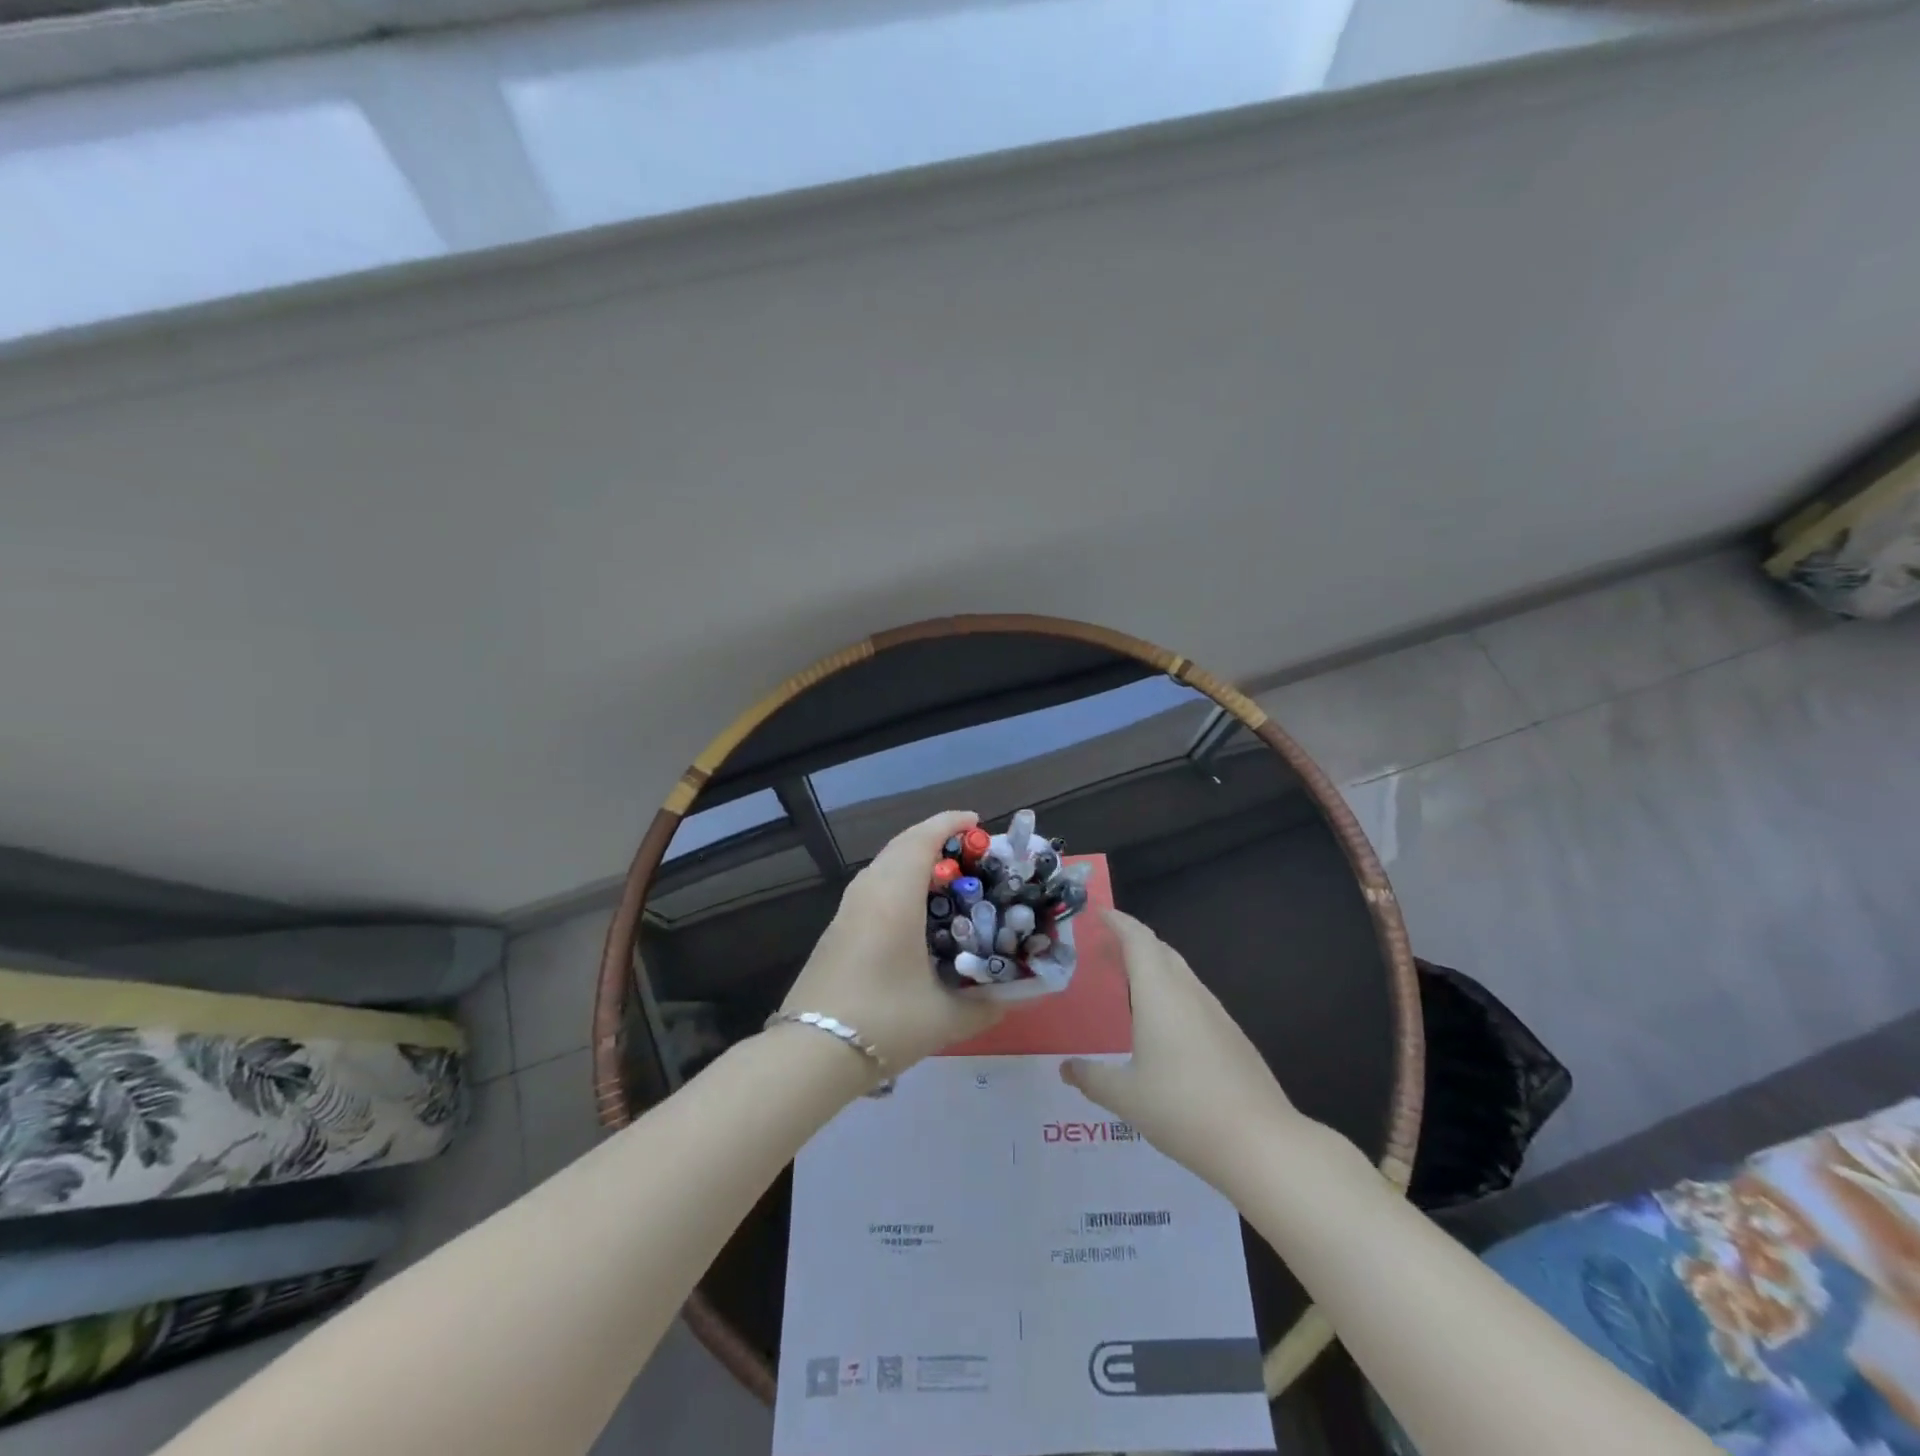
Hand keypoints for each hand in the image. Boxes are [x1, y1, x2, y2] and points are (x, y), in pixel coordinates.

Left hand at [780, 810, 1002, 1075]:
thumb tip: (1026, 994)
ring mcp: (846, 911)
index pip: (922, 839)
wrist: (809, 1053)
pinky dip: (898, 883)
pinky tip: (916, 915)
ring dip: (914, 862)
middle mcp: (868, 892)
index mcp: (895, 896)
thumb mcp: (946, 1017)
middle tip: (971, 855)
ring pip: (883, 866)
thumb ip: (990, 1004)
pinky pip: (873, 888)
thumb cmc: (884, 1022)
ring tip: (948, 882)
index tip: (977, 822)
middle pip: (901, 846)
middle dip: (936, 840)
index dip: (950, 823)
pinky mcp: (836, 931)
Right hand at [1061, 910, 1304, 1192]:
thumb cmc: (1182, 1109)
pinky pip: (1194, 997)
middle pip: (1159, 950)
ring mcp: (1215, 1013)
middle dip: (1131, 941)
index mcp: (1159, 993)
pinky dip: (1170, 992)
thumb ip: (1092, 1078)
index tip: (1097, 913)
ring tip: (1127, 982)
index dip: (1117, 921)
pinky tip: (1162, 1024)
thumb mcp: (1126, 1097)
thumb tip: (1065, 1068)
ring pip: (1179, 973)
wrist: (1260, 1142)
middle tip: (1103, 949)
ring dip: (1152, 966)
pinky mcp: (1232, 1036)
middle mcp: (1188, 992)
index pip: (1137, 939)